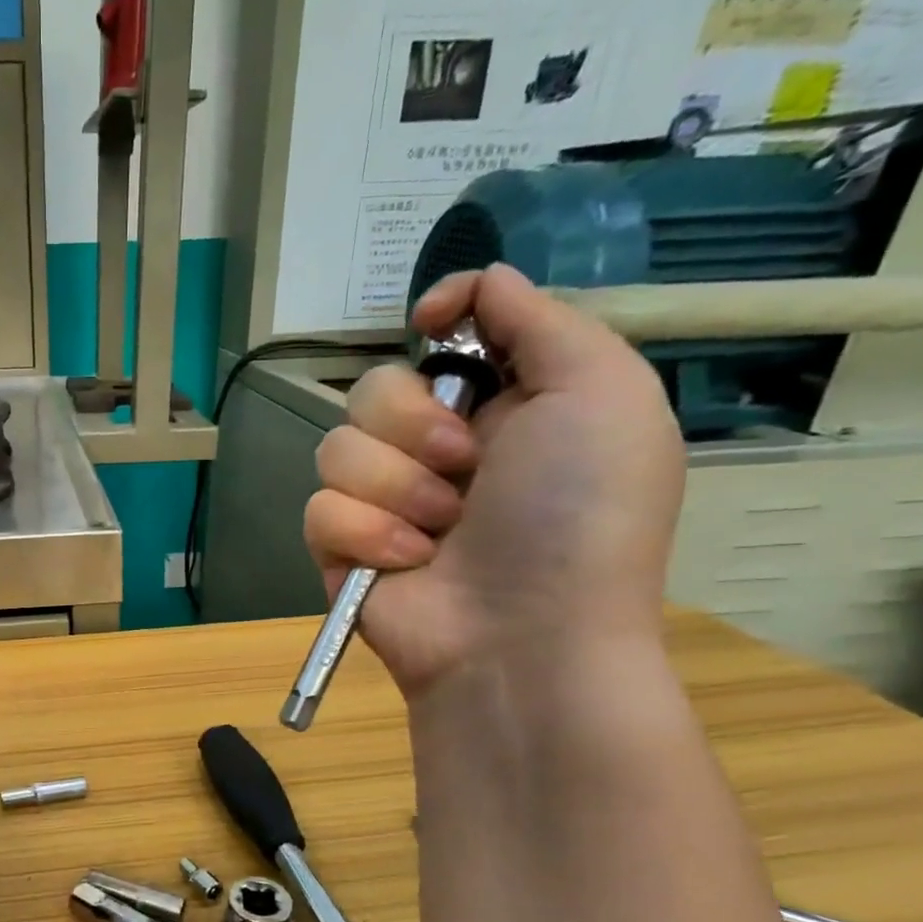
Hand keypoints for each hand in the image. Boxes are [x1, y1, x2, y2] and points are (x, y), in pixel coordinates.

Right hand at [304, 264, 685, 698]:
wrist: (523, 637)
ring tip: (438, 531)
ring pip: (338, 447)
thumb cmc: (577, 516)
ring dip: (394, 487)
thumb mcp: (602, 395)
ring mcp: (385, 500)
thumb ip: (543, 321)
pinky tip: (406, 563)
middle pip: (375, 387)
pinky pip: (320, 508)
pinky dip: (364, 534)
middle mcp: (439, 448)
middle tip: (464, 468)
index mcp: (504, 405)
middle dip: (414, 426)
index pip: (448, 336)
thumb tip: (477, 284)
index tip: (433, 323)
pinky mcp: (342, 546)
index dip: (440, 320)